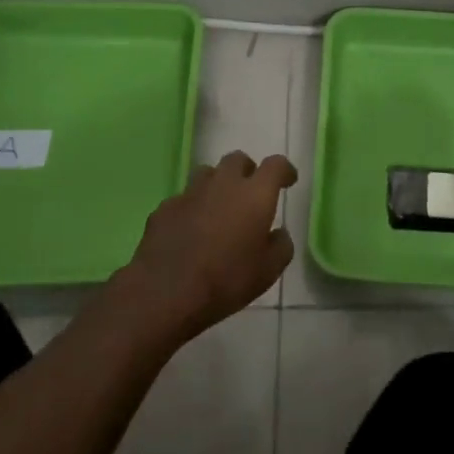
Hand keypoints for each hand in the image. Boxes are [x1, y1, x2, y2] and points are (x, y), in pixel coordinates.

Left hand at [112, 151, 297, 343]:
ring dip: (217, 185)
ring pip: (207, 173)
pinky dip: (191, 208)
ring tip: (218, 209)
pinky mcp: (164, 208)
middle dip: (247, 171)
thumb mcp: (268, 271)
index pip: (275, 165)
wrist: (165, 293)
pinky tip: (189, 231)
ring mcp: (190, 192)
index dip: (284, 170)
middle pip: (237, 160)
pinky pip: (183, 199)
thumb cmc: (226, 280)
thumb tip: (277, 233)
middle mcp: (223, 183)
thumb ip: (280, 246)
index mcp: (255, 194)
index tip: (288, 180)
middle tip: (249, 193)